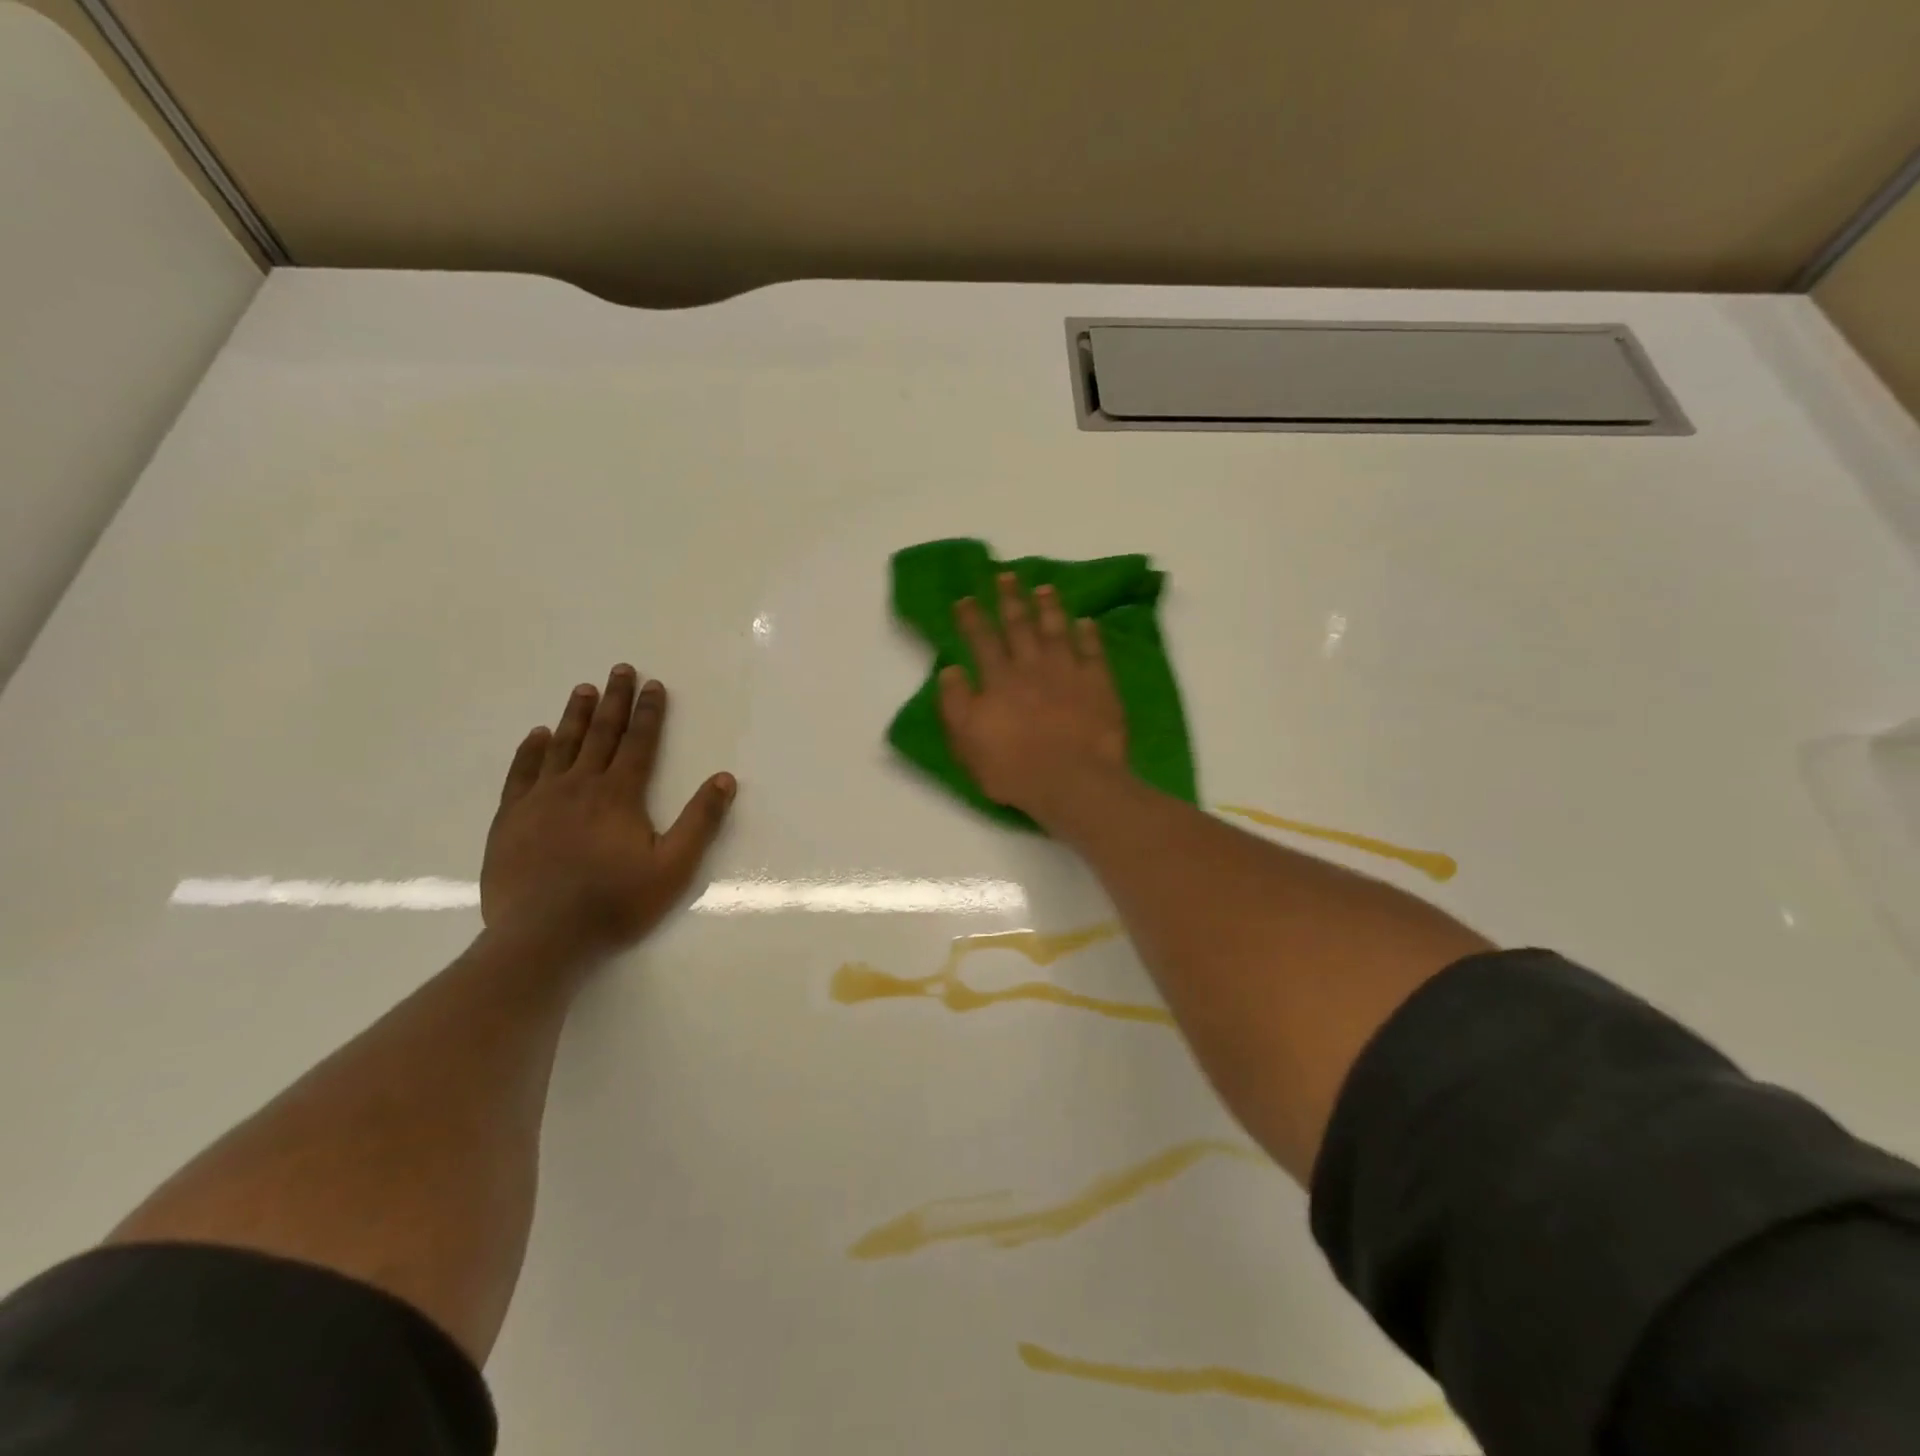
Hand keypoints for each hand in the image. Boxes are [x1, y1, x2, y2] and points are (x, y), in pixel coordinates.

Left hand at [481, 665, 736, 951]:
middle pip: (600, 734)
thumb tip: (724, 778)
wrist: (542, 937)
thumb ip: (700, 821)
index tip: (653, 684)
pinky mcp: (511, 820)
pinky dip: (530, 751)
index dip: (648, 712)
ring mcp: (540, 800)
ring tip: (583, 689)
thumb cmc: (615, 903)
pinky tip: (537, 736)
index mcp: (619, 795)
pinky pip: (521, 773)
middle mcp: (579, 786)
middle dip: (614, 700)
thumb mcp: (673, 867)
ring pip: (561, 746)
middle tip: (620, 669)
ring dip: (575, 716)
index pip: (638, 742)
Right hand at [939, 573, 1128, 819]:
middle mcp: (1032, 667)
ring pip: (1056, 630)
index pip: (982, 640)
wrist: (1073, 781)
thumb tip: (950, 670)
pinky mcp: (1098, 684)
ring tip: (1044, 588)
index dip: (973, 618)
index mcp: (998, 681)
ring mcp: (1068, 672)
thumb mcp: (968, 742)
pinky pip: (1093, 651)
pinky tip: (1087, 621)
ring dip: (1049, 607)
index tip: (966, 598)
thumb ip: (956, 704)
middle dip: (1010, 599)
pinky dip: (1089, 634)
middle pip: (1019, 626)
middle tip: (1006, 575)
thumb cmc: (1014, 768)